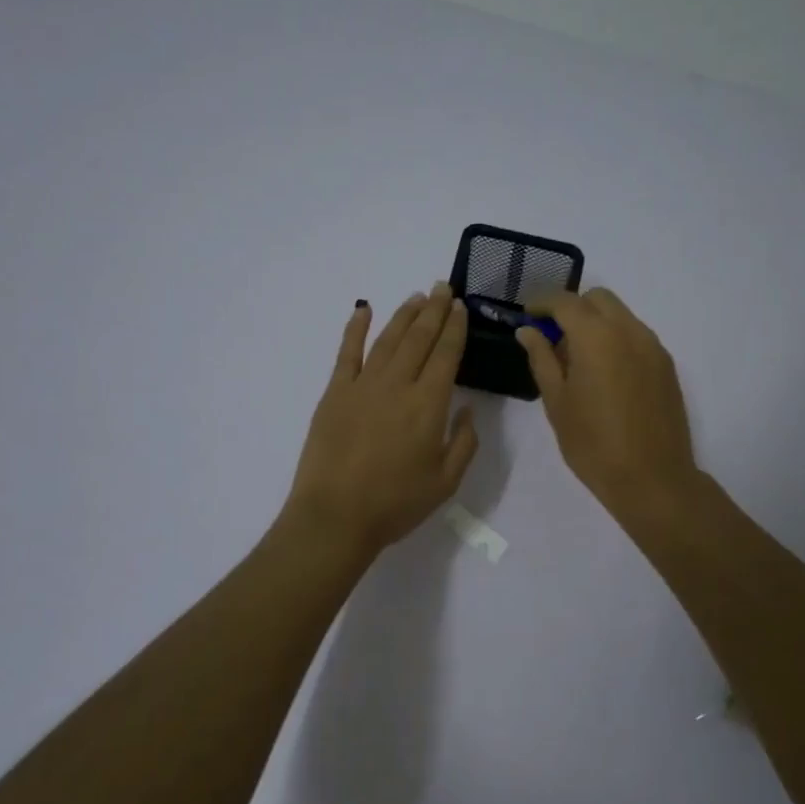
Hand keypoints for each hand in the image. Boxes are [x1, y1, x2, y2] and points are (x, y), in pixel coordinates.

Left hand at [283, 283, 478, 558]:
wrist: (336, 516)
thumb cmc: (396, 503)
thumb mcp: (446, 481)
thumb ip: (464, 442)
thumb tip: (469, 409)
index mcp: (428, 405)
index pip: (446, 355)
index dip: (455, 328)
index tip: (460, 307)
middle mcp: (397, 385)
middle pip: (419, 338)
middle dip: (434, 311)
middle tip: (442, 287)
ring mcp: (363, 385)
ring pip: (388, 339)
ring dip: (404, 315)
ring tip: (416, 297)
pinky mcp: (335, 393)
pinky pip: (347, 352)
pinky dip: (355, 328)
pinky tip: (363, 309)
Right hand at [516, 289, 700, 517]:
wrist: (652, 479)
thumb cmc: (593, 444)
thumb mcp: (557, 402)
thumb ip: (542, 358)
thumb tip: (528, 330)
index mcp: (596, 337)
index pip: (565, 301)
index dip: (541, 302)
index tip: (527, 314)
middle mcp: (629, 331)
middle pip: (597, 299)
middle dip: (572, 307)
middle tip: (552, 337)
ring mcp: (652, 346)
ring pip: (620, 315)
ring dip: (595, 323)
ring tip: (577, 360)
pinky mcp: (666, 365)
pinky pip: (635, 335)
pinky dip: (615, 339)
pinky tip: (604, 374)